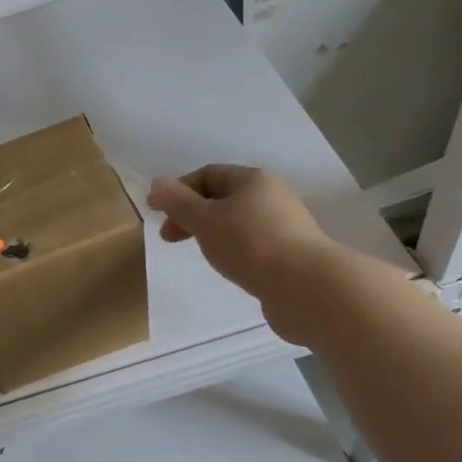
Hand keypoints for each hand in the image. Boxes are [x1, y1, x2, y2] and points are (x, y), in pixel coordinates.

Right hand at [147, 165, 353, 342]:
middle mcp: (272, 196)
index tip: (158, 214)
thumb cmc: (249, 244)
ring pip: (237, 222)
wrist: (306, 287)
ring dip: (212, 233)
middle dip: (192, 214)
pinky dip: (233, 250)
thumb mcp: (204, 219)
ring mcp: (285, 226)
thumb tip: (155, 184)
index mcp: (253, 179)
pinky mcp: (292, 254)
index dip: (179, 191)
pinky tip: (229, 267)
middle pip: (222, 198)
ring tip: (200, 253)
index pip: (208, 174)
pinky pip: (252, 244)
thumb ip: (177, 202)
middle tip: (169, 237)